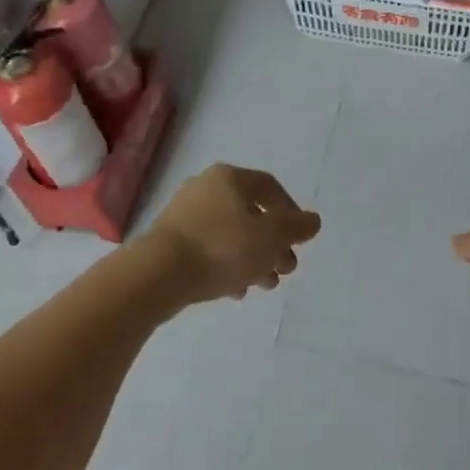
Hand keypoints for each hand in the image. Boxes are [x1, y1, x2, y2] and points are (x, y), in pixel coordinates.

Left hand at [143, 164, 321, 306]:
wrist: (157, 274)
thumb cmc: (222, 248)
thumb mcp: (271, 237)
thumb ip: (296, 227)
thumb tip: (312, 220)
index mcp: (229, 178)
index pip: (270, 188)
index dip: (291, 213)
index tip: (299, 239)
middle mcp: (205, 188)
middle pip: (250, 214)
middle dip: (273, 244)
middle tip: (285, 270)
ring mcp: (183, 214)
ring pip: (230, 234)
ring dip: (252, 258)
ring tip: (264, 285)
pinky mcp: (169, 240)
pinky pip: (208, 249)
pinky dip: (226, 265)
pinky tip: (235, 291)